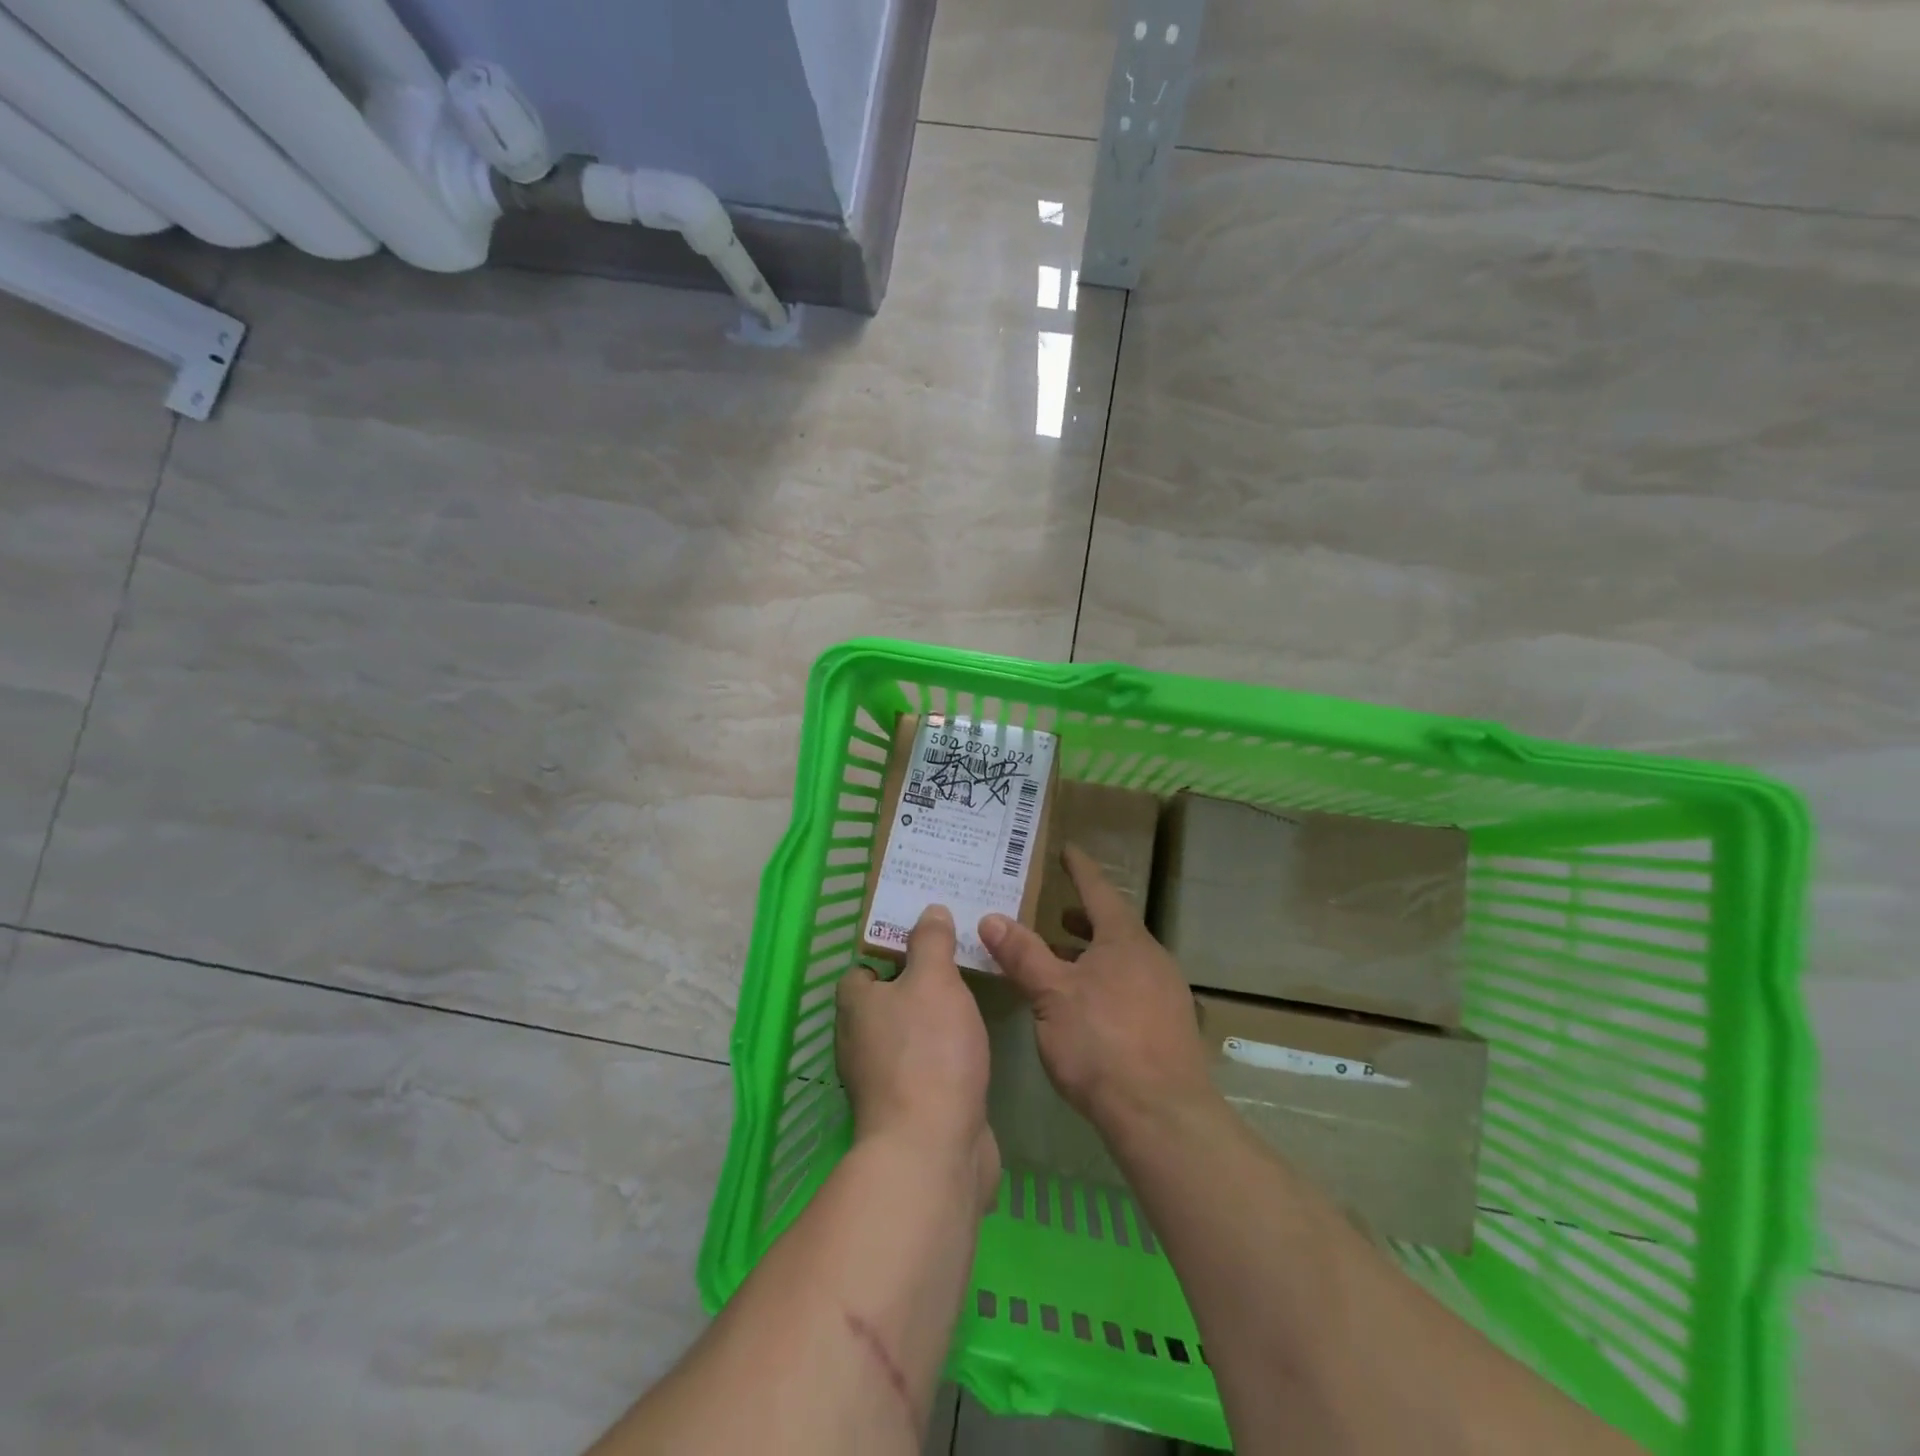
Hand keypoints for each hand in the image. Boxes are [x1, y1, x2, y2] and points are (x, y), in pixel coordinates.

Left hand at [836, 904, 1000, 1207]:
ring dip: (933, 1021)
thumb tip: (929, 910)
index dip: (891, 951)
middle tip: (957, 961)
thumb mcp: (934, 981)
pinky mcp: (908, 1109)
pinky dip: (944, 1056)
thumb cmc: (929, 1052)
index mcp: (855, 1006)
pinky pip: (925, 1068)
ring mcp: (882, 1080)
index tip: (928, 939)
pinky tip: (971, 1046)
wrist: (934, 1150)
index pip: (863, 967)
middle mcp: (859, 1042)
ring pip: (907, 1036)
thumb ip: (931, 942)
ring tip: (970, 997)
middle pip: (886, 1001)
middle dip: (918, 983)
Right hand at [979, 846, 1214, 1134]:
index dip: (1080, 869)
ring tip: (1062, 959)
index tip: (1068, 850)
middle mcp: (1151, 958)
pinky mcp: (1170, 1026)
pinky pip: (1132, 986)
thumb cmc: (1101, 1043)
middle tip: (1056, 911)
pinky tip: (1087, 1006)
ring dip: (1092, 953)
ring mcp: (1166, 993)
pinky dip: (1105, 980)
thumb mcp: (1051, 995)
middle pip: (1114, 926)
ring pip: (1123, 959)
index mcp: (1125, 940)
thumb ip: (1022, 954)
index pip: (1098, 891)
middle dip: (1084, 918)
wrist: (1163, 1116)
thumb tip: (991, 917)